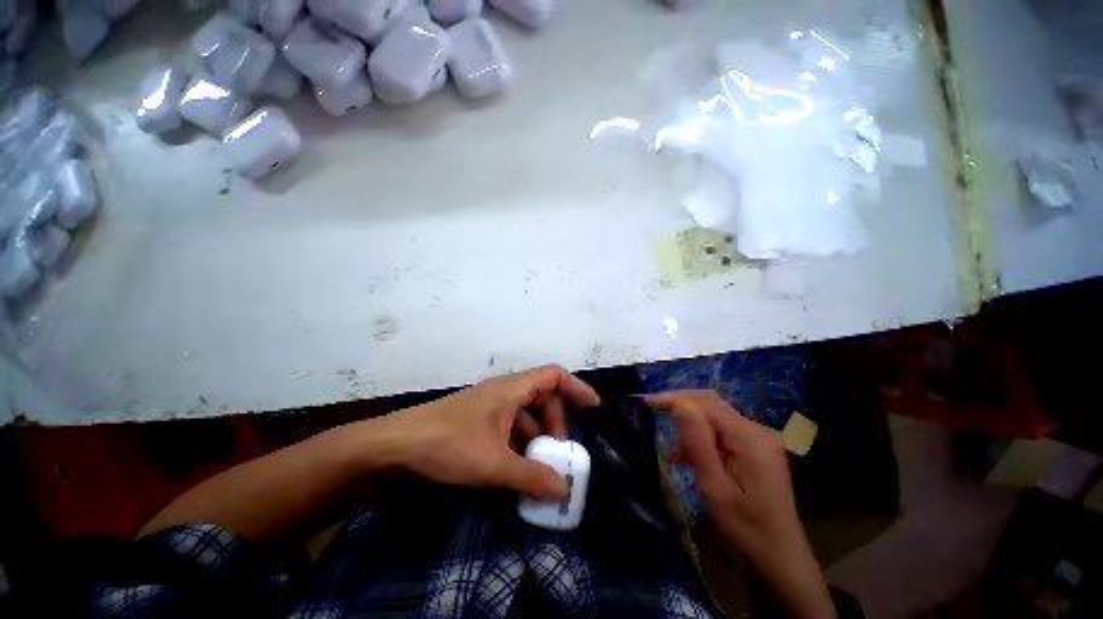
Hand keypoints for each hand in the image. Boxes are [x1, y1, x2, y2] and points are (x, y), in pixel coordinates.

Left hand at [386, 366, 600, 500]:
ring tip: (539, 466)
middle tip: (558, 452)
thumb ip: (531, 477)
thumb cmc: (447, 444)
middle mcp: (503, 392)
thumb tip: (563, 491)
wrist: (395, 446)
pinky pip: (509, 426)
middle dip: (555, 423)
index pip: (554, 376)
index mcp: (512, 389)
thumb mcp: (493, 464)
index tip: (594, 406)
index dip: (577, 387)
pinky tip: (516, 467)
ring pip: (525, 414)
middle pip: (542, 397)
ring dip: (536, 436)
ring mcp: (489, 406)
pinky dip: (519, 443)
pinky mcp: (478, 420)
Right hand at [647, 391, 834, 618]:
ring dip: (691, 424)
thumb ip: (697, 442)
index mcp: (750, 437)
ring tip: (670, 441)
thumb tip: (679, 404)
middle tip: (653, 407)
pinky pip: (723, 432)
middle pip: (712, 405)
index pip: (706, 405)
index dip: (676, 399)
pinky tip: (686, 453)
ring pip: (716, 417)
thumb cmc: (745, 527)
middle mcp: (757, 430)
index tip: (648, 401)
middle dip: (681, 404)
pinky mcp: (756, 449)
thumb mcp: (714, 487)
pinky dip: (702, 437)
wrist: (780, 558)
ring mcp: (759, 439)